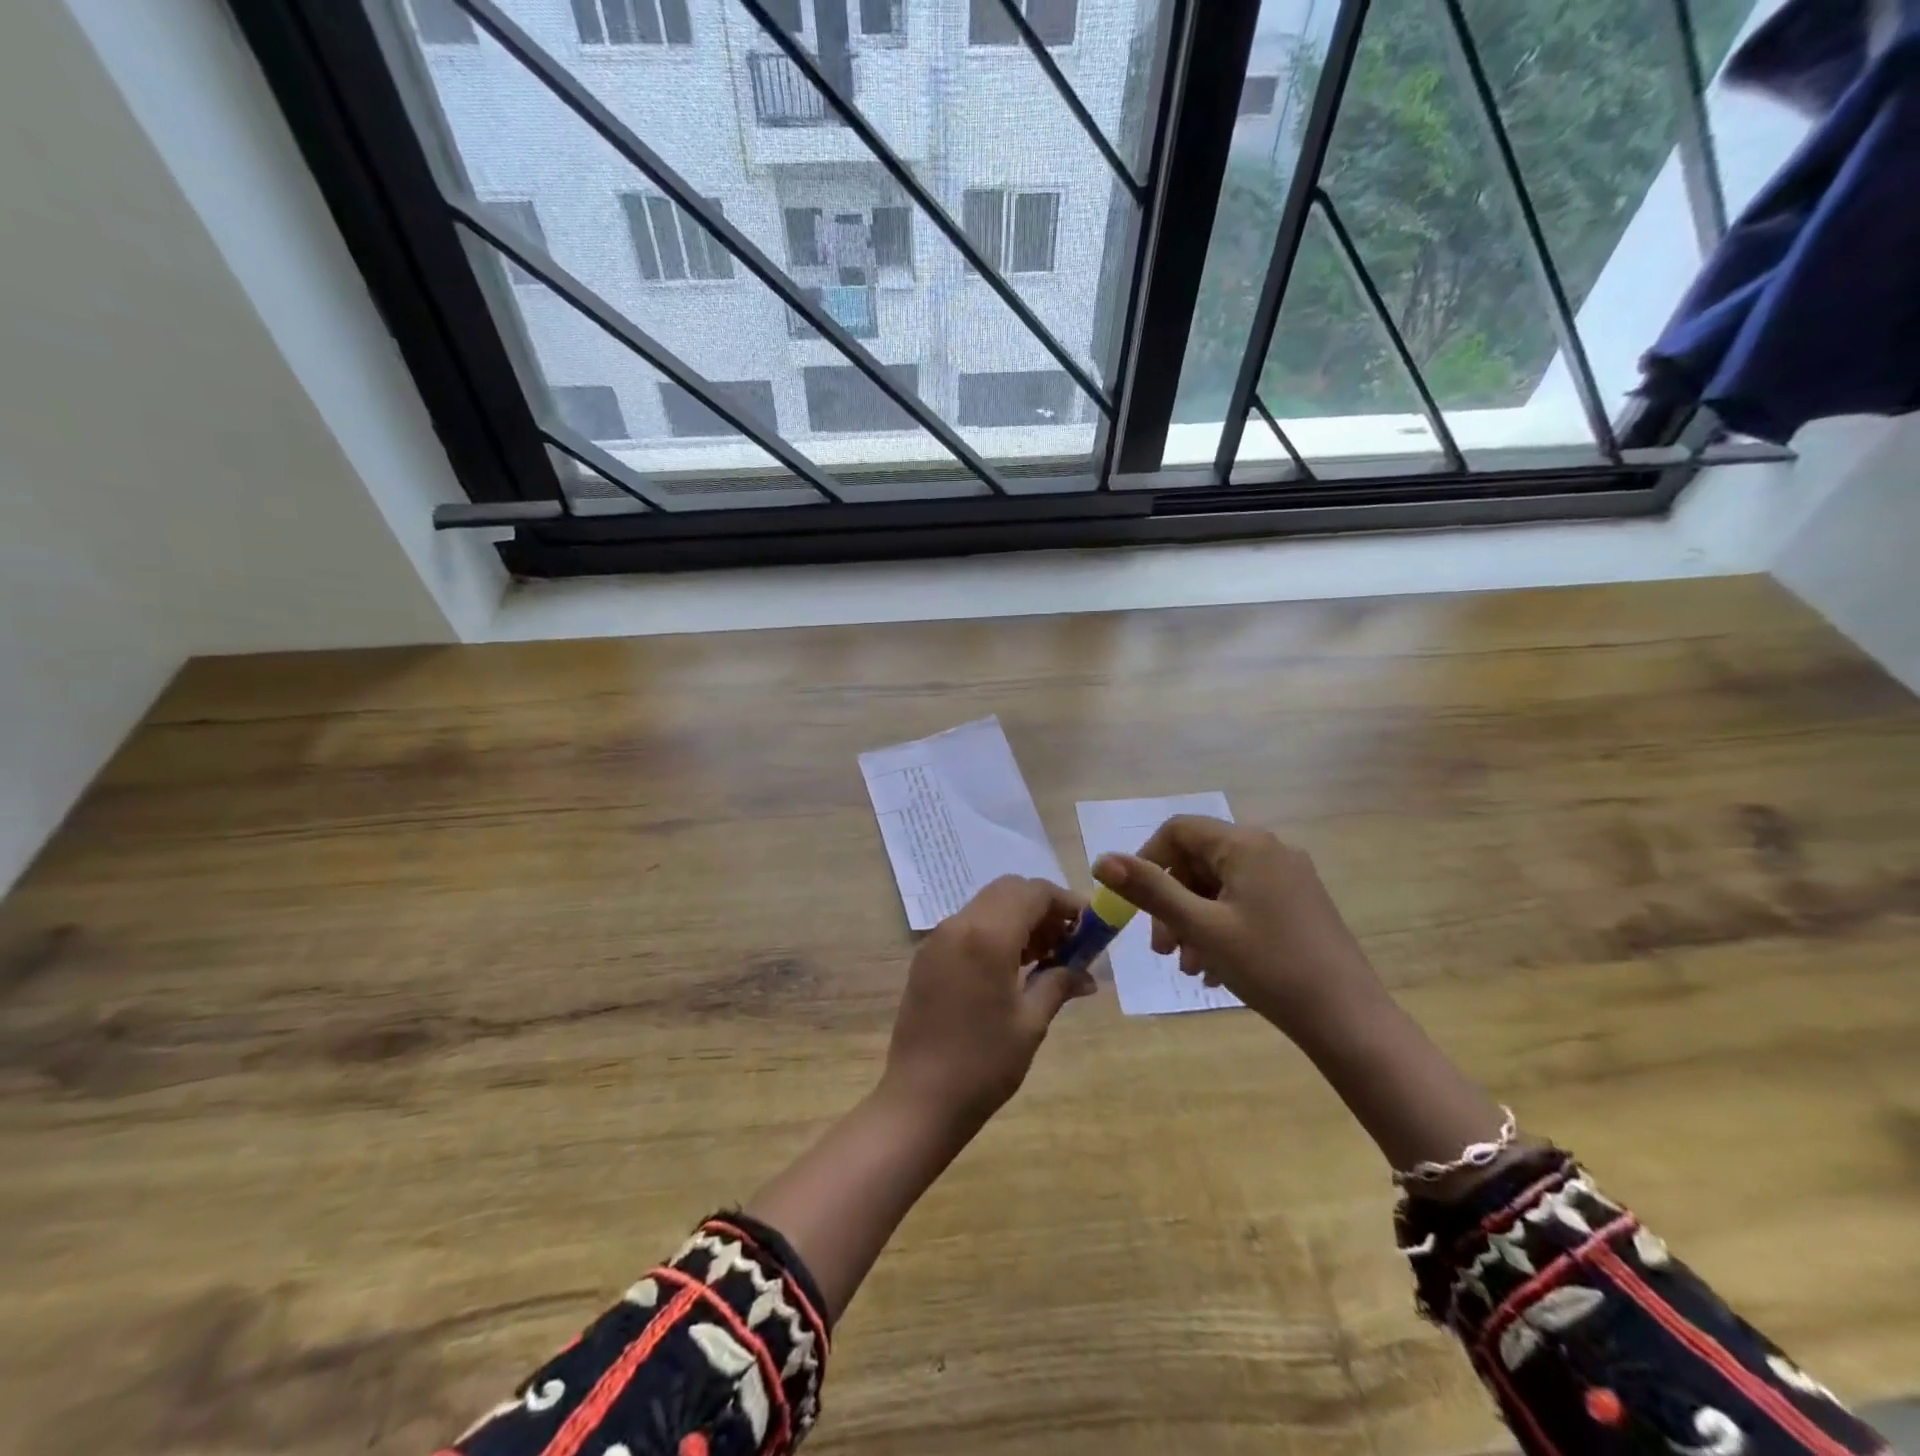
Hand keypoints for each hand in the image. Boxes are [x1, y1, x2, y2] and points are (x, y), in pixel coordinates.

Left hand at [880, 876, 1094, 1127]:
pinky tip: (1010, 968)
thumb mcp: (1031, 1023)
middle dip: (1042, 907)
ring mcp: (937, 938)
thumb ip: (1059, 984)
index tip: (1090, 927)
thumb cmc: (984, 1064)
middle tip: (1068, 942)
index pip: (1034, 892)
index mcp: (988, 935)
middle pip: (1009, 890)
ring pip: (987, 905)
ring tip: (1044, 958)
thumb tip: (1088, 974)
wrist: (919, 1099)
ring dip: (1019, 918)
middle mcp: (959, 924)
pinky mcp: (926, 956)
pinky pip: (968, 926)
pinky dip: (995, 931)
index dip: (1066, 903)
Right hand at [1091, 815, 1382, 1042]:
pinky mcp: (1300, 905)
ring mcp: (1289, 877)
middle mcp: (1269, 850)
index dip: (1147, 861)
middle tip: (1161, 949)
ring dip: (1193, 922)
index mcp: (1245, 844)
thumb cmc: (1268, 966)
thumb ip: (1149, 890)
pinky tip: (1216, 971)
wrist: (1349, 1020)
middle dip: (1171, 902)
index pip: (1178, 831)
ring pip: (1220, 887)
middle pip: (1198, 861)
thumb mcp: (1200, 928)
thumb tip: (1101, 860)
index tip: (1134, 904)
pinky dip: (1221, 929)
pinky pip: (1244, 903)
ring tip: (1189, 968)